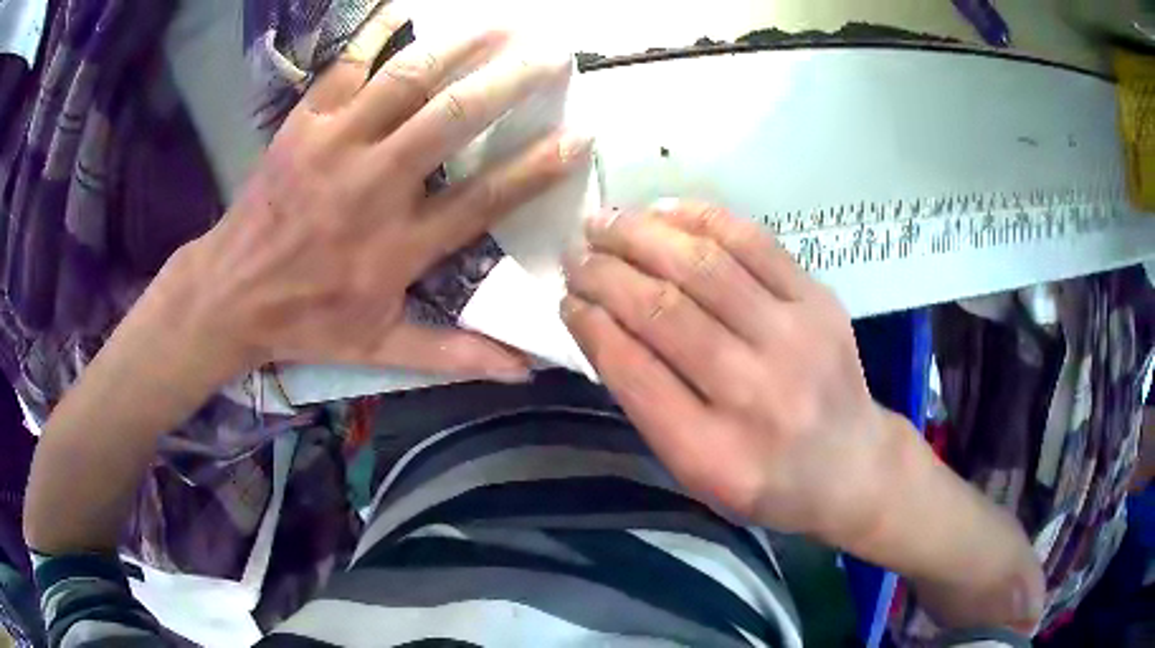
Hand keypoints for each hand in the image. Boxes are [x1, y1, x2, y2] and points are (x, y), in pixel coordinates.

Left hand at [168, 7, 591, 381]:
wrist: (229, 293)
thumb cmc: (306, 320)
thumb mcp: (380, 347)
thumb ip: (455, 353)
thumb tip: (524, 368)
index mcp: (397, 246)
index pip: (483, 199)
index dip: (535, 167)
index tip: (578, 137)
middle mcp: (372, 185)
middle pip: (452, 119)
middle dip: (510, 81)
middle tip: (553, 56)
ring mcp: (334, 145)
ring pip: (406, 79)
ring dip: (460, 46)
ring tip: (502, 25)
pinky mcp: (303, 123)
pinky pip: (346, 66)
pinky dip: (377, 31)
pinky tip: (407, 9)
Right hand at [561, 201, 893, 538]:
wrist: (853, 465)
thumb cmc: (766, 480)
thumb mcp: (696, 472)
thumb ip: (648, 404)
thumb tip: (599, 323)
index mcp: (712, 453)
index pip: (632, 370)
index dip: (588, 323)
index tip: (566, 298)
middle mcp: (755, 393)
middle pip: (663, 311)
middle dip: (604, 273)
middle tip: (575, 254)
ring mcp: (795, 339)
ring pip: (703, 266)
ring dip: (641, 236)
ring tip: (605, 222)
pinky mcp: (820, 301)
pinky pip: (754, 242)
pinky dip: (700, 219)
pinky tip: (663, 212)